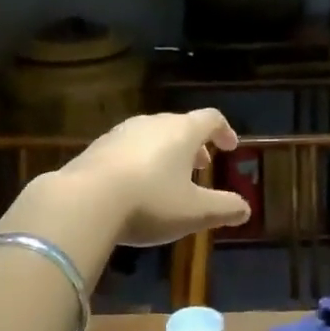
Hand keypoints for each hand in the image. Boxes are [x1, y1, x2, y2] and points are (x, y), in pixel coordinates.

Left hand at [56, 109, 251, 246]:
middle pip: (180, 125)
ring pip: (153, 136)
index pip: (211, 118)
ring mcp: (121, 132)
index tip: (230, 147)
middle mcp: (153, 123)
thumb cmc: (150, 202)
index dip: (224, 131)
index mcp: (182, 131)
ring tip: (169, 179)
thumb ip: (224, 208)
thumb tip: (246, 208)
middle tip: (202, 167)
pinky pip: (128, 148)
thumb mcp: (195, 212)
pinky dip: (141, 161)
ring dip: (166, 153)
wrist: (83, 201)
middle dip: (194, 146)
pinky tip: (135, 187)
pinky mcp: (97, 147)